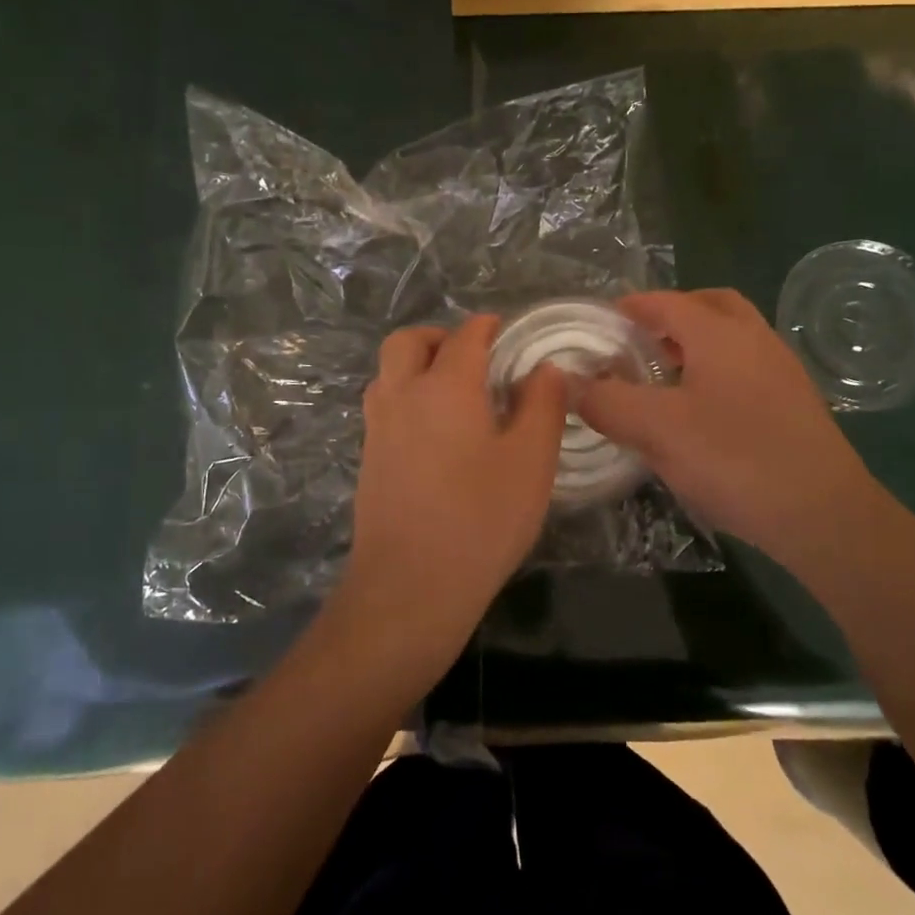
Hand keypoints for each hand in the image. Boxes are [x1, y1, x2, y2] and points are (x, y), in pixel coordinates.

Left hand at [331, 314, 565, 687]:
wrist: (410, 586)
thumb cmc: (481, 520)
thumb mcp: (531, 462)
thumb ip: (542, 406)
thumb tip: (545, 369)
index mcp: (445, 386)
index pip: (465, 336)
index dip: (487, 327)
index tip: (506, 333)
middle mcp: (402, 395)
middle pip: (408, 342)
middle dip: (439, 338)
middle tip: (473, 359)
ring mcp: (378, 427)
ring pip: (388, 372)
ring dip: (416, 365)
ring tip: (455, 394)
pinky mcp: (368, 458)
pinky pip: (384, 405)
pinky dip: (406, 397)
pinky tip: (436, 434)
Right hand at [578, 289, 888, 556]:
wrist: (825, 515)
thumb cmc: (735, 460)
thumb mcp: (657, 430)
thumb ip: (608, 402)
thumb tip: (568, 382)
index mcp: (720, 334)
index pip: (667, 302)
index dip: (631, 307)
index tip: (603, 321)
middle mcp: (755, 339)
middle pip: (710, 305)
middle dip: (672, 314)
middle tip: (640, 340)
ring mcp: (781, 370)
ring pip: (732, 336)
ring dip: (697, 342)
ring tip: (663, 376)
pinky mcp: (795, 403)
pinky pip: (747, 366)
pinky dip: (717, 369)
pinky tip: (700, 411)